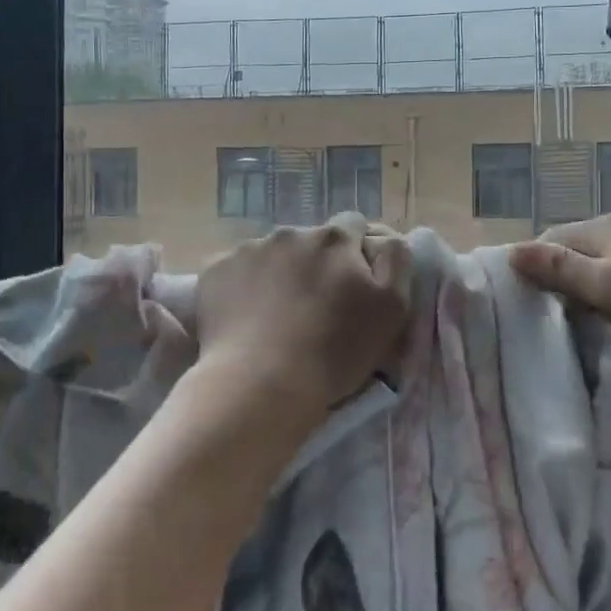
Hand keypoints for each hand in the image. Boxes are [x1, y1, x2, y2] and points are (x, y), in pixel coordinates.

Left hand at [195, 213, 411, 435]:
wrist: (259, 384)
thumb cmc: (334, 350)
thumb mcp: (392, 307)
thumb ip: (396, 260)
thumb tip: (383, 238)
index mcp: (334, 238)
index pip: (354, 225)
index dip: (357, 253)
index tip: (354, 285)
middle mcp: (291, 232)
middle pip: (311, 240)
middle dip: (317, 263)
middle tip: (316, 307)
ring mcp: (248, 249)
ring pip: (273, 254)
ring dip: (281, 273)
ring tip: (277, 316)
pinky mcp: (214, 271)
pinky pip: (236, 270)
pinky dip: (244, 286)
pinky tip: (246, 318)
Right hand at [507, 213, 610, 350]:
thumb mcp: (609, 287)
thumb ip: (561, 270)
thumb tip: (512, 250)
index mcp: (604, 226)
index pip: (551, 237)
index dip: (534, 263)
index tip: (526, 298)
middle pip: (580, 242)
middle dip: (563, 269)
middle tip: (556, 309)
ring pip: (610, 251)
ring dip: (595, 274)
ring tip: (592, 308)